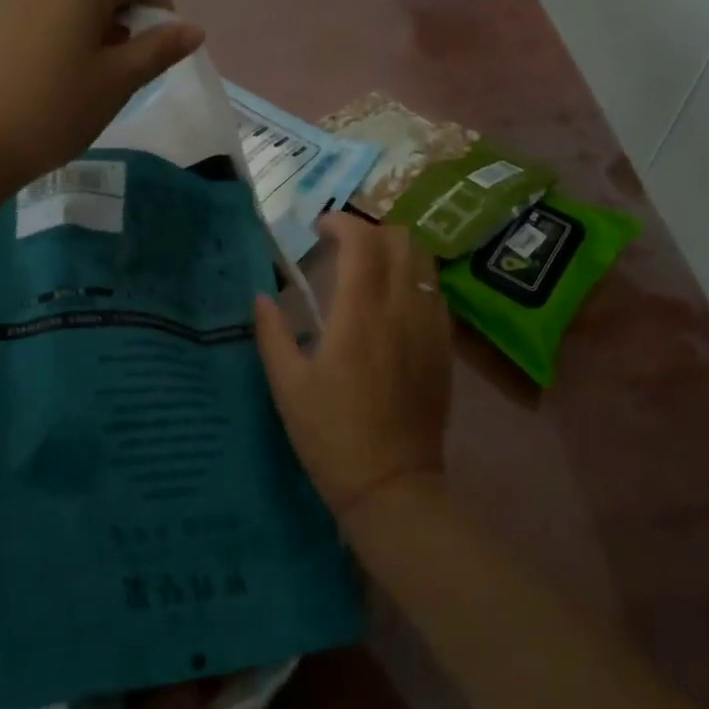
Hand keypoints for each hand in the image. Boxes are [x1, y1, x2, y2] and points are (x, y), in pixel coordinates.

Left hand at [0, 0, 203, 186]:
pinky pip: (31, 12)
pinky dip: (51, 31)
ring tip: (83, 72)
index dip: (161, 2)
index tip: (161, 44)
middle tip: (124, 65)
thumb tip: (192, 29)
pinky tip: (44, 73)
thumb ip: (159, 49)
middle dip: (122, 15)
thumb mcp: (119, 82)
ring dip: (87, 23)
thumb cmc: (57, 110)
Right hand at [254, 214, 452, 524]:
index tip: (320, 229)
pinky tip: (395, 306)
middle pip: (401, 240)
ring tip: (371, 272)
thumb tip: (262, 297)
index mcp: (360, 313)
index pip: (362, 241)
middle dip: (371, 232)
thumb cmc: (331, 436)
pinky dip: (416, 282)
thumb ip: (272, 333)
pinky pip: (436, 295)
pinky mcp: (446, 348)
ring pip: (425, 263)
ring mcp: (431, 327)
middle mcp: (402, 309)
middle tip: (344, 249)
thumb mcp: (288, 386)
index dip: (342, 222)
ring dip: (397, 253)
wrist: (392, 485)